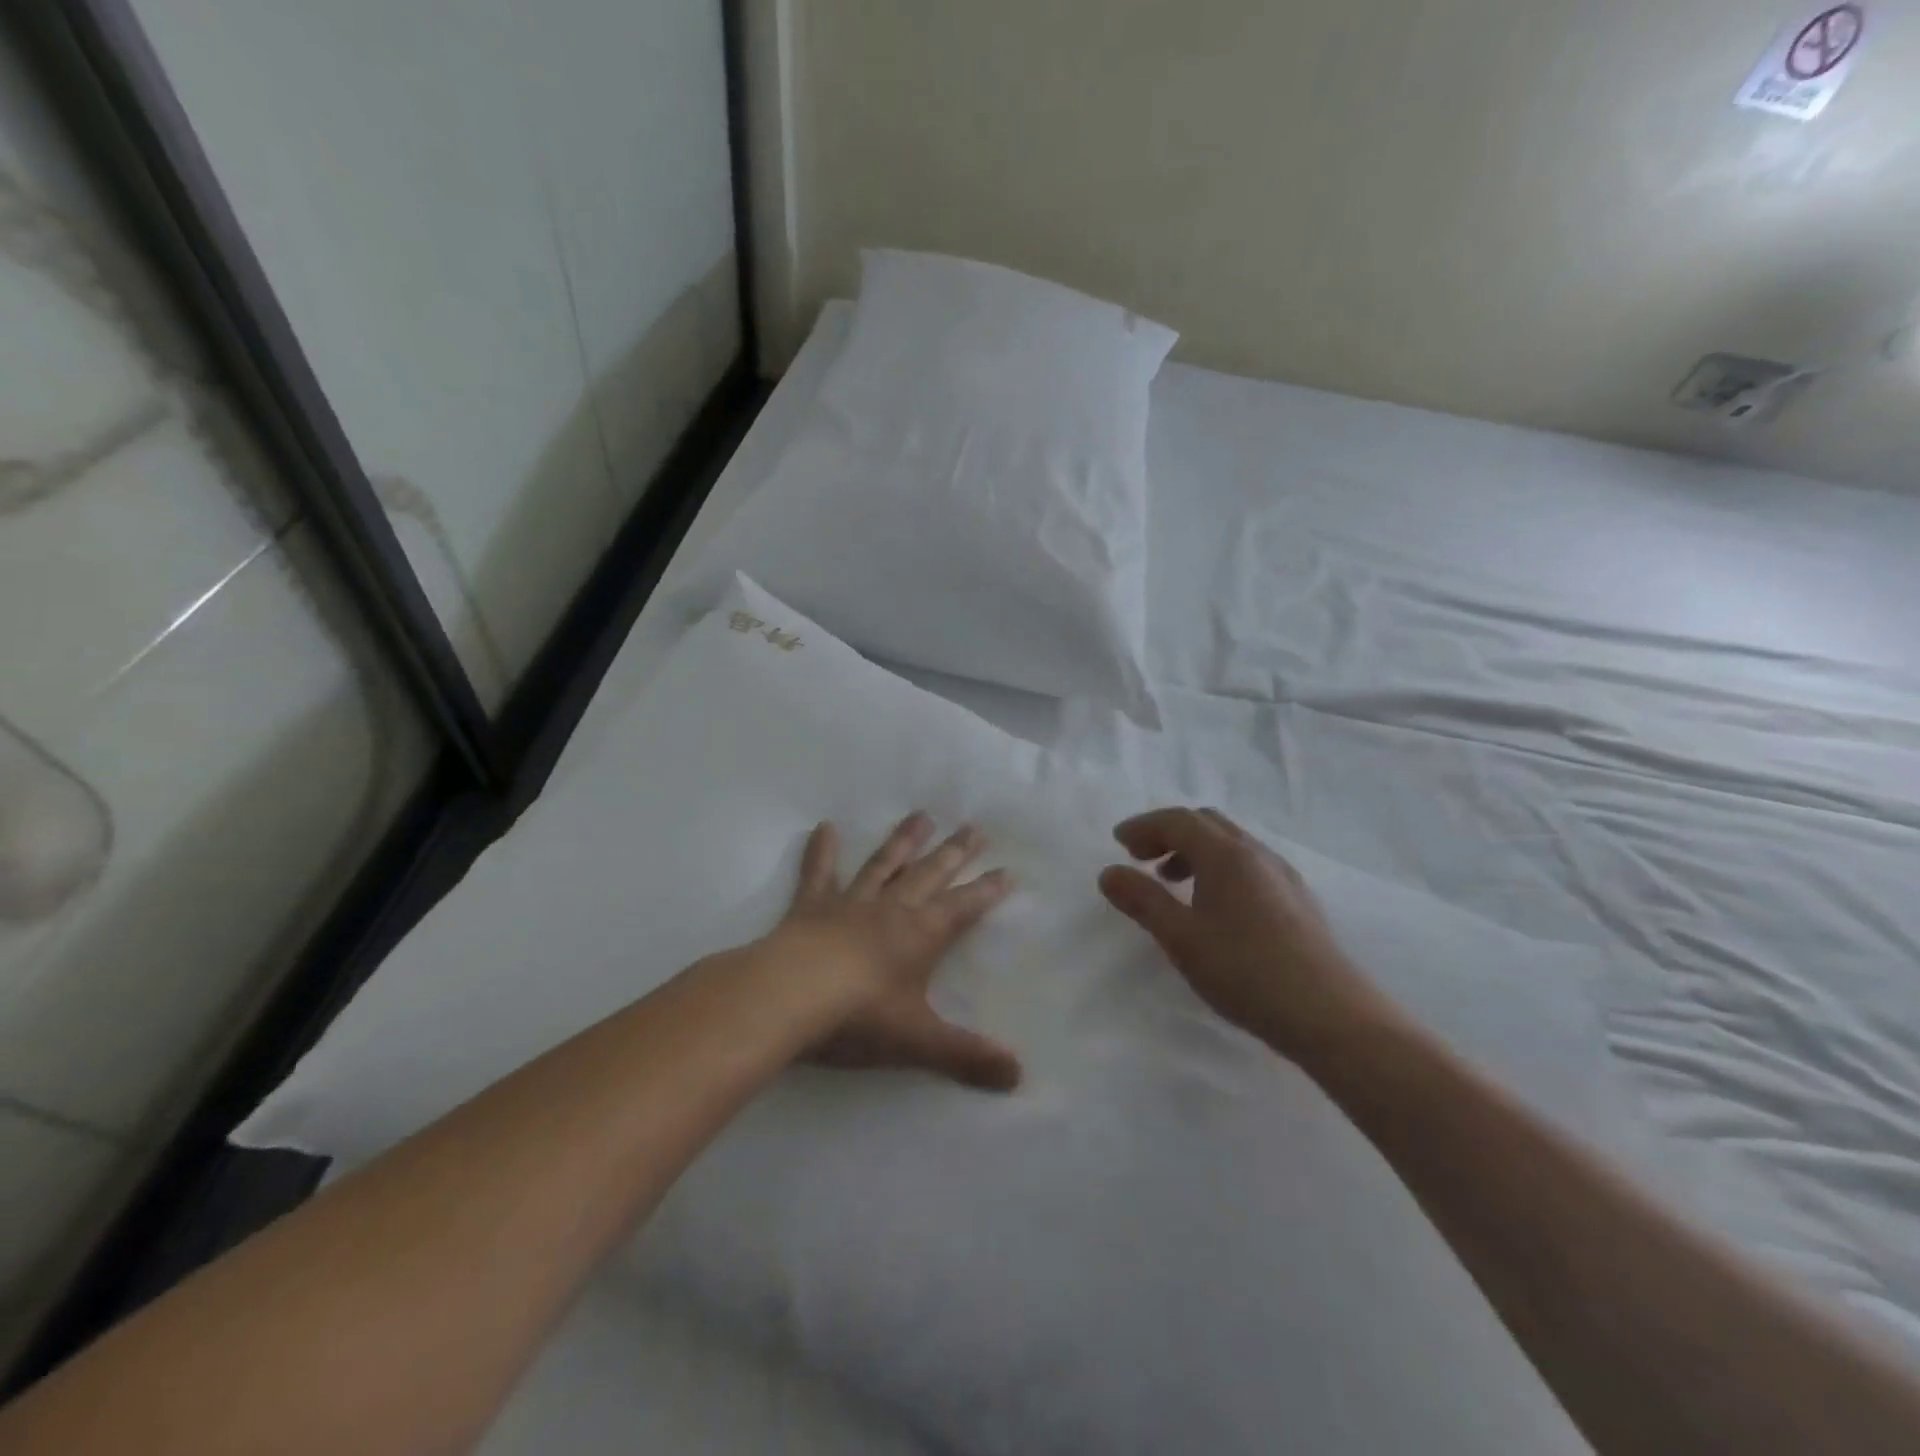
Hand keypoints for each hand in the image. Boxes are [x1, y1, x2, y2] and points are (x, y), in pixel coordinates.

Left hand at [767, 812, 1020, 1091]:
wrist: (788, 998)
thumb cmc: (858, 1018)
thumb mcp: (917, 1042)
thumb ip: (967, 1057)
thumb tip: (1018, 1077)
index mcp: (920, 935)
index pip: (963, 908)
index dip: (987, 891)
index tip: (1008, 870)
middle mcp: (890, 910)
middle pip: (929, 875)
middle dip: (954, 853)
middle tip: (974, 827)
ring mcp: (849, 903)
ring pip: (883, 865)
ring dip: (903, 841)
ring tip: (921, 815)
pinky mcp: (810, 907)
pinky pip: (819, 874)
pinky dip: (823, 851)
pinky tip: (825, 827)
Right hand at [1098, 807, 1385, 1061]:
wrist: (1332, 1016)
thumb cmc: (1246, 972)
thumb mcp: (1182, 938)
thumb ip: (1143, 901)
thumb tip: (1109, 872)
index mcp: (1226, 854)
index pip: (1178, 820)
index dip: (1144, 826)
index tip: (1118, 843)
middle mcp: (1256, 853)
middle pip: (1206, 824)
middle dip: (1168, 834)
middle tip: (1142, 860)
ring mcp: (1282, 875)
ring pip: (1230, 844)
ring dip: (1194, 852)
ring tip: (1172, 884)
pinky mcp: (1297, 900)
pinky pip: (1248, 865)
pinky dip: (1218, 869)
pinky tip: (1214, 907)